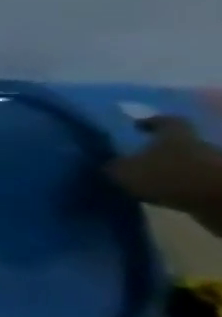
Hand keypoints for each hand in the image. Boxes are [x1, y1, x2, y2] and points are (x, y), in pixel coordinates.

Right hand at [108, 116, 221, 236]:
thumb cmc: (170, 176)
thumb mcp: (125, 172)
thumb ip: (112, 166)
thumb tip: (105, 165)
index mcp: (175, 135)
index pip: (165, 121)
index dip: (151, 122)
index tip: (137, 126)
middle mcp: (197, 145)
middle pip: (178, 143)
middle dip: (159, 150)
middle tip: (136, 158)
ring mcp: (213, 165)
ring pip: (187, 163)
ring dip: (171, 170)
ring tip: (148, 180)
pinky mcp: (219, 185)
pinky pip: (195, 182)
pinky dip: (181, 187)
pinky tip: (164, 195)